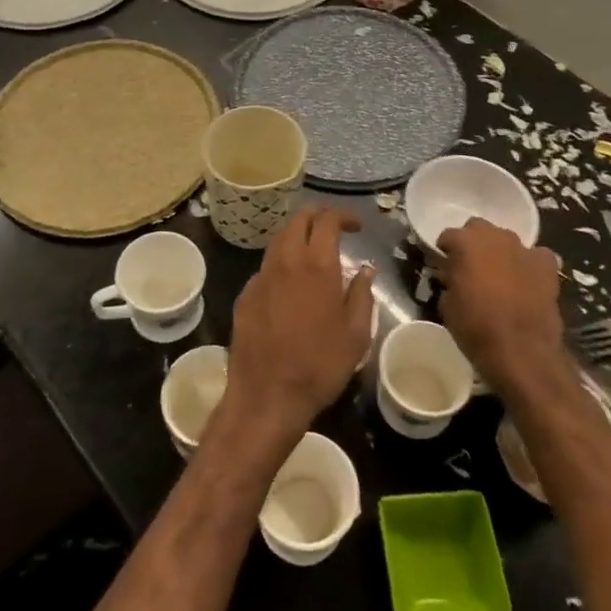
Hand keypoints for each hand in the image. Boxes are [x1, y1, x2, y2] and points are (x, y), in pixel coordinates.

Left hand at [225, 206, 375, 440]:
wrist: (267, 395)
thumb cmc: (320, 366)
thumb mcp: (356, 335)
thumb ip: (362, 295)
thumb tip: (365, 270)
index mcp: (317, 265)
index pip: (327, 220)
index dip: (343, 215)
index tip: (356, 226)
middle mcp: (286, 261)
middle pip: (298, 220)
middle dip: (317, 216)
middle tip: (334, 227)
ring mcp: (261, 276)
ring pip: (278, 240)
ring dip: (297, 236)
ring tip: (313, 251)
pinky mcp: (245, 295)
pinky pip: (266, 267)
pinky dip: (282, 264)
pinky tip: (290, 284)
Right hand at [434, 218, 564, 393]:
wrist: (521, 351)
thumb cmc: (475, 328)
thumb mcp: (446, 304)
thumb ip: (448, 280)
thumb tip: (451, 276)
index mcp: (465, 242)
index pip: (448, 235)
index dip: (445, 251)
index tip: (444, 265)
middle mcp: (494, 237)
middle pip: (478, 228)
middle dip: (473, 243)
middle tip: (470, 266)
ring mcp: (523, 249)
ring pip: (506, 240)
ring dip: (500, 252)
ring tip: (499, 275)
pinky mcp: (546, 266)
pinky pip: (536, 255)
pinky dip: (529, 264)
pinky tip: (527, 279)